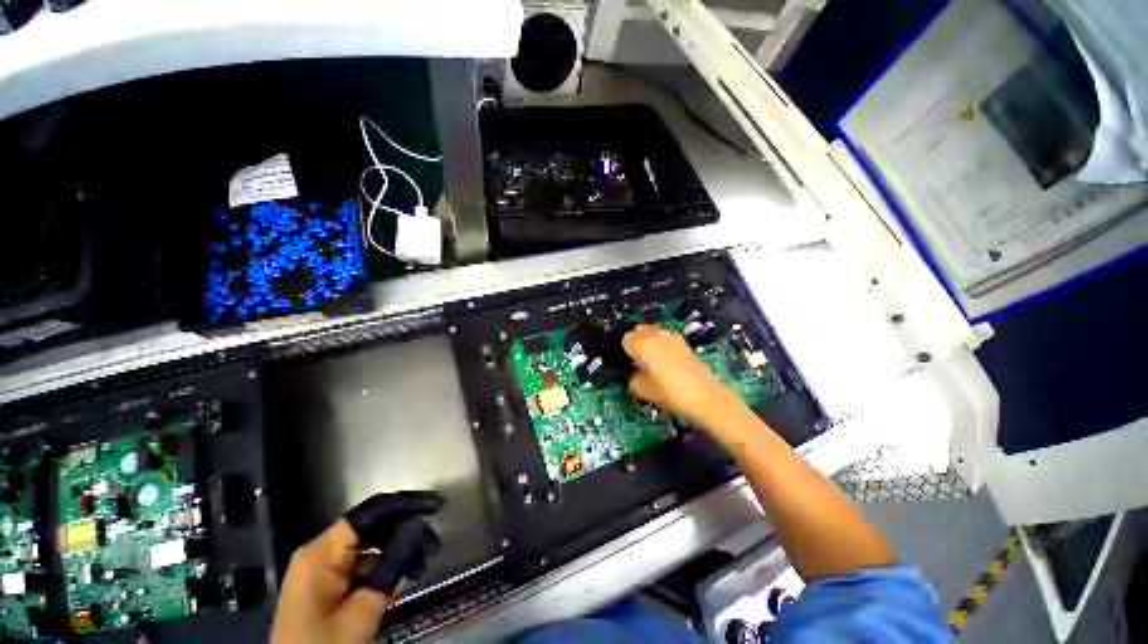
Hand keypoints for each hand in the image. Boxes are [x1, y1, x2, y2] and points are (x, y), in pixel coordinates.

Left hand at [271, 491, 444, 643]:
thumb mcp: (362, 610)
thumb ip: (391, 565)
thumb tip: (418, 526)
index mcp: (321, 552)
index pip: (369, 513)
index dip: (404, 504)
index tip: (435, 506)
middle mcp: (321, 552)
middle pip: (372, 527)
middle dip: (405, 532)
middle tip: (433, 545)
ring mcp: (323, 568)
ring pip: (370, 545)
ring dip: (398, 551)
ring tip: (421, 567)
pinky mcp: (328, 583)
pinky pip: (363, 564)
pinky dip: (386, 567)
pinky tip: (405, 576)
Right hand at [623, 324, 736, 425]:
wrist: (704, 396)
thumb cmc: (668, 393)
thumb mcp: (642, 390)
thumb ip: (633, 379)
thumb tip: (635, 374)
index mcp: (641, 344)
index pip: (626, 339)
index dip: (627, 351)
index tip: (630, 364)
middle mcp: (655, 335)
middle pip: (639, 330)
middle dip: (637, 342)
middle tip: (639, 360)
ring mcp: (671, 336)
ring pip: (654, 332)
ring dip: (650, 341)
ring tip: (654, 360)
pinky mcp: (684, 342)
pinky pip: (666, 338)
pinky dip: (663, 345)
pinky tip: (668, 361)